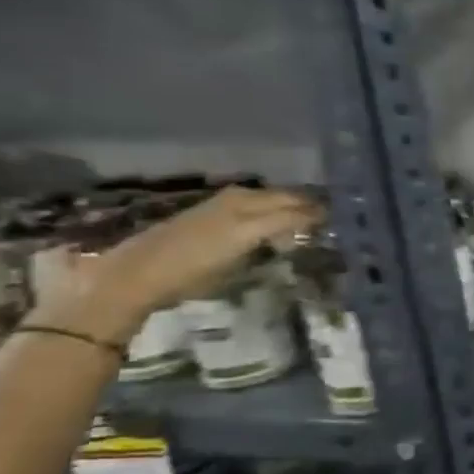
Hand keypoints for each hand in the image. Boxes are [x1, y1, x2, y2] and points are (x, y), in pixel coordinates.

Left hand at [34, 186, 321, 344]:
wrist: (133, 274)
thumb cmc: (187, 278)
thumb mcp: (236, 266)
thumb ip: (272, 244)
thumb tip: (300, 235)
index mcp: (248, 222)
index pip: (296, 213)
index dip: (319, 217)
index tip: (341, 222)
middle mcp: (239, 205)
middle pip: (285, 198)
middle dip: (310, 204)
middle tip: (332, 215)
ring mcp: (223, 202)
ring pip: (270, 194)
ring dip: (291, 200)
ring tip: (308, 212)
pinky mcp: (211, 205)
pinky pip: (253, 197)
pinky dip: (272, 202)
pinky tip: (276, 213)